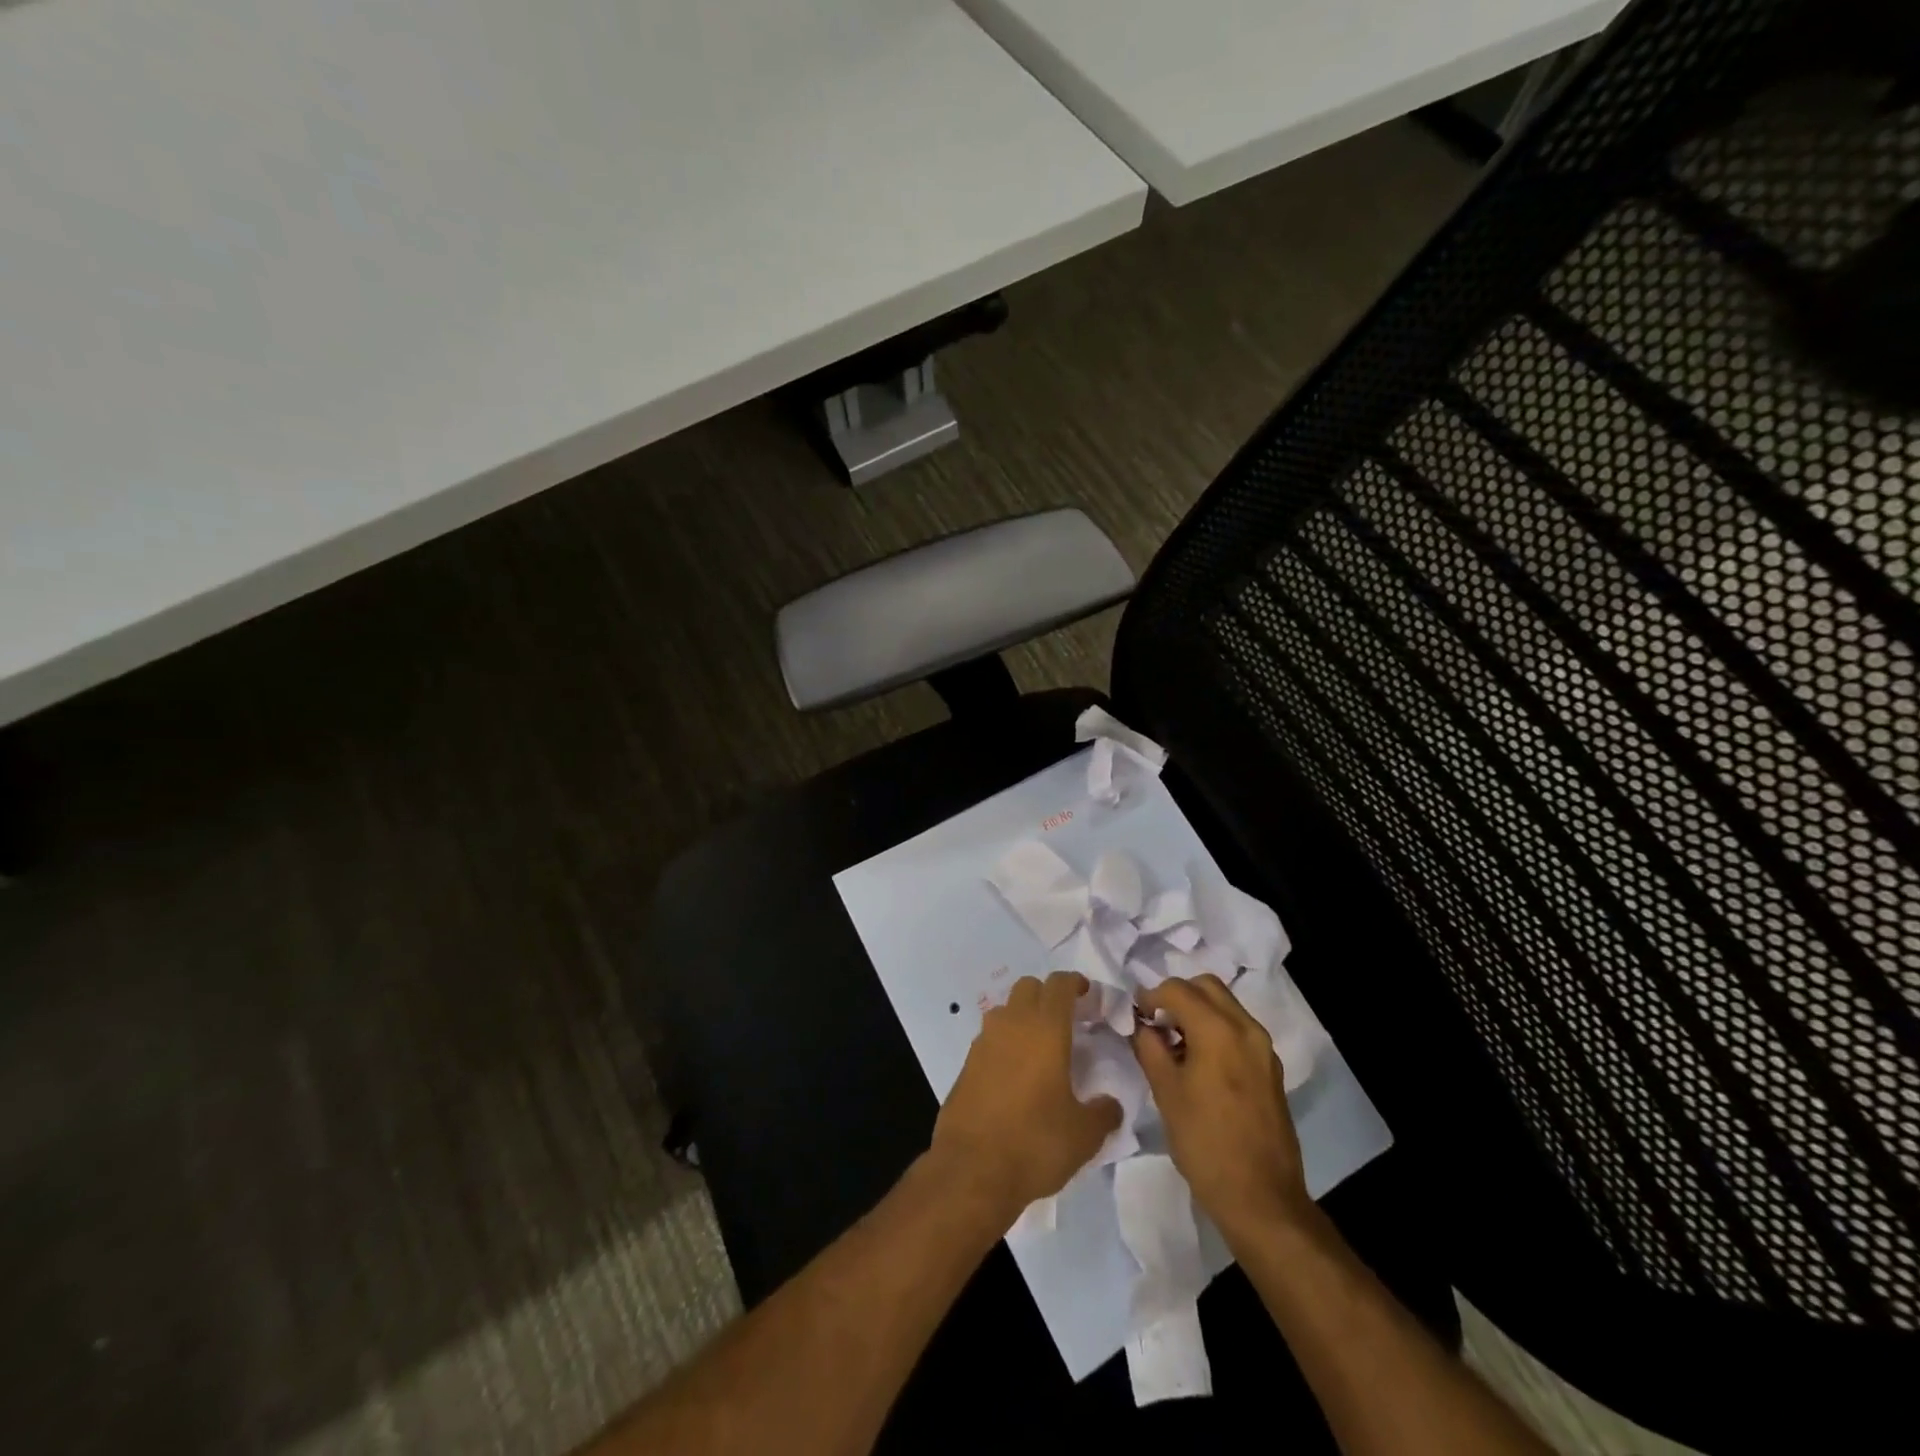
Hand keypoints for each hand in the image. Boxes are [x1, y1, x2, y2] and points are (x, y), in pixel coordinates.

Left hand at [930, 972, 1121, 1219]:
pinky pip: (990, 1038)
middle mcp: (1012, 1025)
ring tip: (1041, 1048)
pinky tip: (1017, 1075)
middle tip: (1068, 1021)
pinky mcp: (966, 1064)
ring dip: (1024, 1017)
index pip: (1059, 984)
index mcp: (1045, 1029)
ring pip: (1005, 1010)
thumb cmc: (1035, 1142)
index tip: (1088, 995)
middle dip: (1048, 995)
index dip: (1075, 983)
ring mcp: (984, 1042)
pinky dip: (1005, 1044)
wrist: (972, 1169)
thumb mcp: (1084, 1135)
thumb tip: (1110, 1104)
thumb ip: (1103, 1112)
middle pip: (1029, 987)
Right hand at [1130, 974, 1311, 1244]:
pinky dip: (1215, 1029)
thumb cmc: (1206, 1144)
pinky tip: (1198, 1063)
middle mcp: (1246, 1029)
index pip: (1178, 989)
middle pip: (1207, 986)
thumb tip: (1141, 1025)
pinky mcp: (1270, 1069)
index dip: (1150, 995)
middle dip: (1177, 995)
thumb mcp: (1166, 1093)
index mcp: (1219, 1030)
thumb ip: (1150, 1048)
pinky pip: (1238, 1029)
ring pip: (1225, 1005)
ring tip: (1174, 1044)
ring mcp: (1263, 1049)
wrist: (1262, 1199)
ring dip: (1197, 1011)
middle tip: (1155, 1022)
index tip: (1135, 1015)